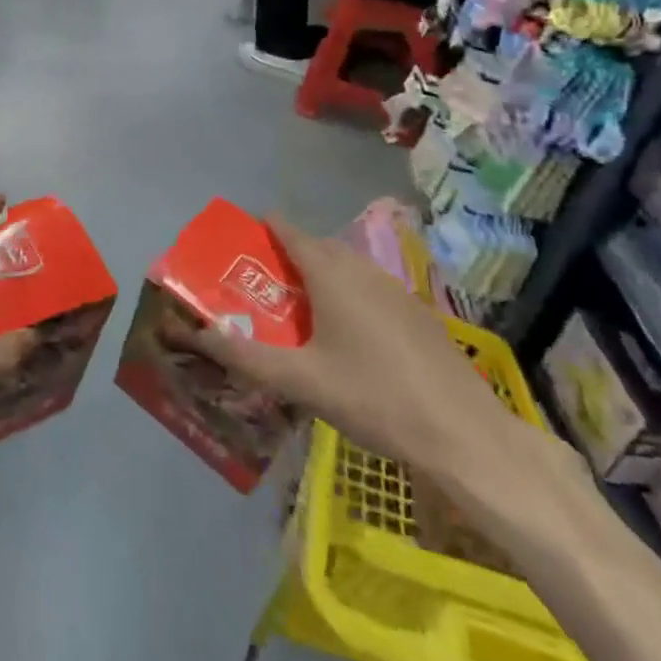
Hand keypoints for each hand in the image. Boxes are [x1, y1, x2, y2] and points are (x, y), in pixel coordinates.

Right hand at [186, 217, 516, 472]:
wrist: (462, 433)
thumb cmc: (373, 397)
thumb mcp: (300, 381)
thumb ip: (246, 355)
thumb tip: (197, 333)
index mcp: (333, 276)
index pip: (292, 235)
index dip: (269, 227)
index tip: (248, 227)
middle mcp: (364, 271)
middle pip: (321, 248)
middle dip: (293, 252)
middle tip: (266, 275)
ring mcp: (397, 290)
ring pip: (350, 267)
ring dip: (323, 272)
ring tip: (302, 303)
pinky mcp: (418, 313)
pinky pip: (372, 287)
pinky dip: (350, 292)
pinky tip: (349, 331)